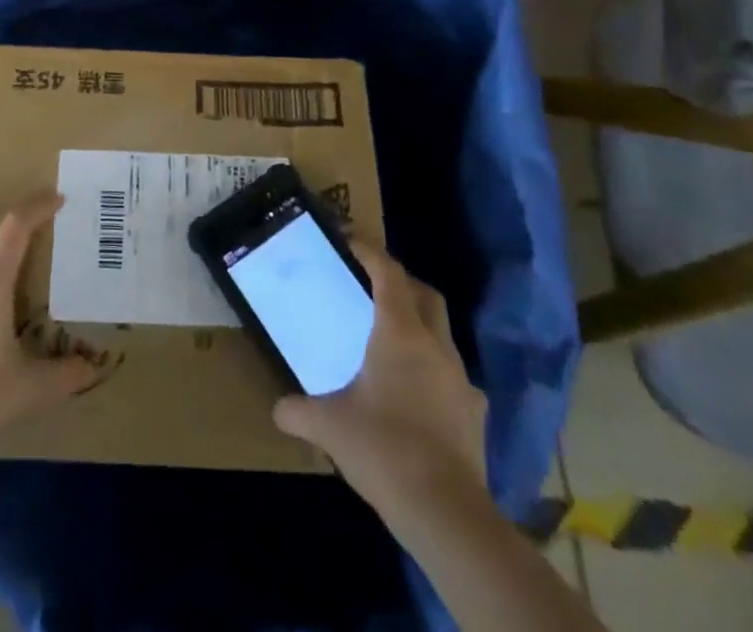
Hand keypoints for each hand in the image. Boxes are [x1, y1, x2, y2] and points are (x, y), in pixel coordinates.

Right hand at [273, 240, 487, 520]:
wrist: (446, 513)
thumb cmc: (383, 449)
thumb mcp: (329, 427)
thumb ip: (298, 411)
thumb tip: (278, 408)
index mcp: (400, 333)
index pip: (388, 273)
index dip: (369, 250)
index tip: (349, 239)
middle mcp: (435, 346)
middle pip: (424, 294)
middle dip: (400, 281)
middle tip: (372, 285)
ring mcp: (461, 379)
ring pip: (442, 333)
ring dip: (418, 326)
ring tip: (390, 342)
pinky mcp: (474, 413)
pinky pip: (452, 375)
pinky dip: (433, 370)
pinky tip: (415, 394)